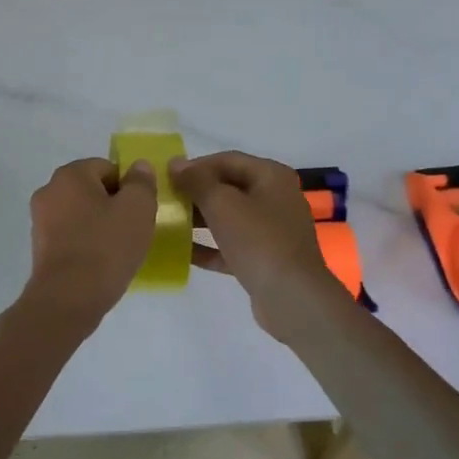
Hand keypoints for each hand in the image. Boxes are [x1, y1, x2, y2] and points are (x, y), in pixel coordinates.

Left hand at [24, 157, 159, 318]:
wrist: (68, 299)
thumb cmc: (106, 247)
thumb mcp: (137, 208)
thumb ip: (141, 182)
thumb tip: (138, 168)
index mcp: (70, 175)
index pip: (108, 167)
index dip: (129, 187)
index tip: (141, 211)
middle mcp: (49, 191)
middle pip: (92, 190)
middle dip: (114, 205)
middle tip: (134, 229)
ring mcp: (40, 221)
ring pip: (81, 214)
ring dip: (100, 225)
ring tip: (119, 249)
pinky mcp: (39, 248)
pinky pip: (71, 236)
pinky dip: (86, 243)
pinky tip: (101, 263)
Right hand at [170, 150, 348, 331]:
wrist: (292, 298)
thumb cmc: (258, 241)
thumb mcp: (222, 204)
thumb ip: (197, 181)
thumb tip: (176, 163)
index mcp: (271, 176)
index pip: (227, 160)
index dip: (196, 166)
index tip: (167, 178)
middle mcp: (275, 198)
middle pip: (229, 188)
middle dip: (196, 193)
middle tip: (166, 201)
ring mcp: (272, 230)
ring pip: (230, 218)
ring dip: (200, 220)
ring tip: (169, 224)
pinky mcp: (265, 259)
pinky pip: (232, 245)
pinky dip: (210, 246)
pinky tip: (183, 253)